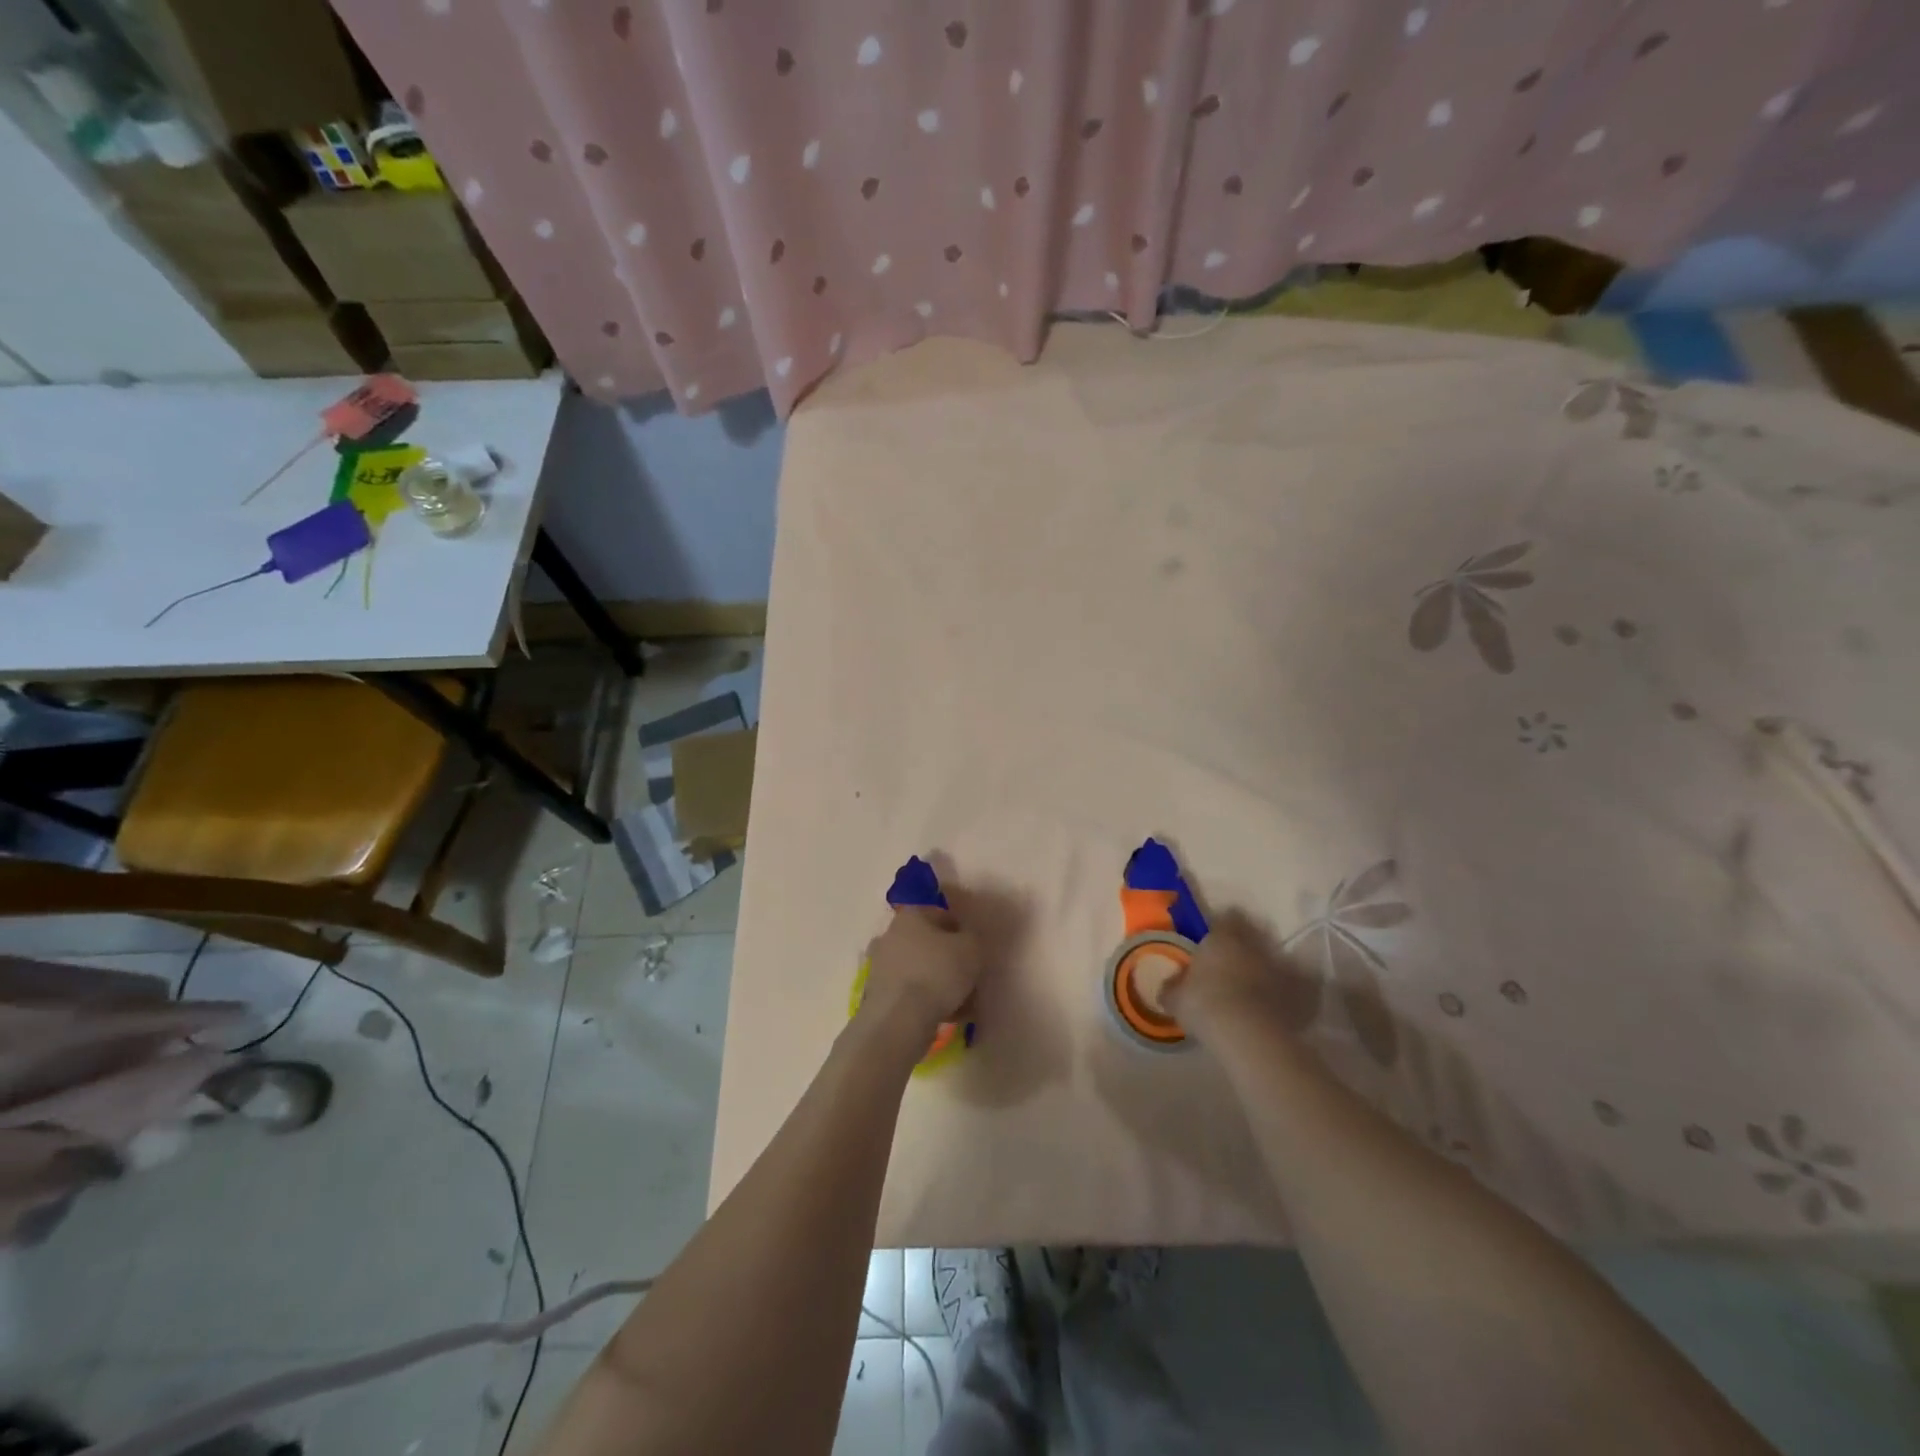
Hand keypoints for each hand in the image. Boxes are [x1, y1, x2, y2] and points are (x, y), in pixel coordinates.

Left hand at [861, 905, 980, 1040]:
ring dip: (941, 984)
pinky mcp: (879, 993)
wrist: (900, 1018)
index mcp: (911, 915)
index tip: (975, 954)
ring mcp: (882, 965)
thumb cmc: (938, 972)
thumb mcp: (972, 948)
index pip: (944, 917)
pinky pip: (912, 992)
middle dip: (951, 962)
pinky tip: (946, 1016)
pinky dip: (927, 1001)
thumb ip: (972, 939)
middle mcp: (892, 935)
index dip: (964, 934)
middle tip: (969, 980)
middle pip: (932, 946)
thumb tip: (966, 942)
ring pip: (923, 971)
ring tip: (962, 1005)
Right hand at [1163, 910, 1321, 1042]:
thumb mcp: (1177, 999)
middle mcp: (1254, 947)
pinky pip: (1297, 988)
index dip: (1221, 926)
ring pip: (1275, 961)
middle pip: (1253, 936)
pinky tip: (1280, 1005)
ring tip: (1257, 986)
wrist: (1248, 1035)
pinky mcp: (1300, 993)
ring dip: (1268, 969)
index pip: (1225, 919)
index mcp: (1223, 939)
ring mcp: (1280, 969)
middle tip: (1234, 961)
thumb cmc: (1204, 1006)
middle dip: (1246, 946)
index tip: (1214, 937)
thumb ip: (1172, 988)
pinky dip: (1291, 993)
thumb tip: (1168, 986)